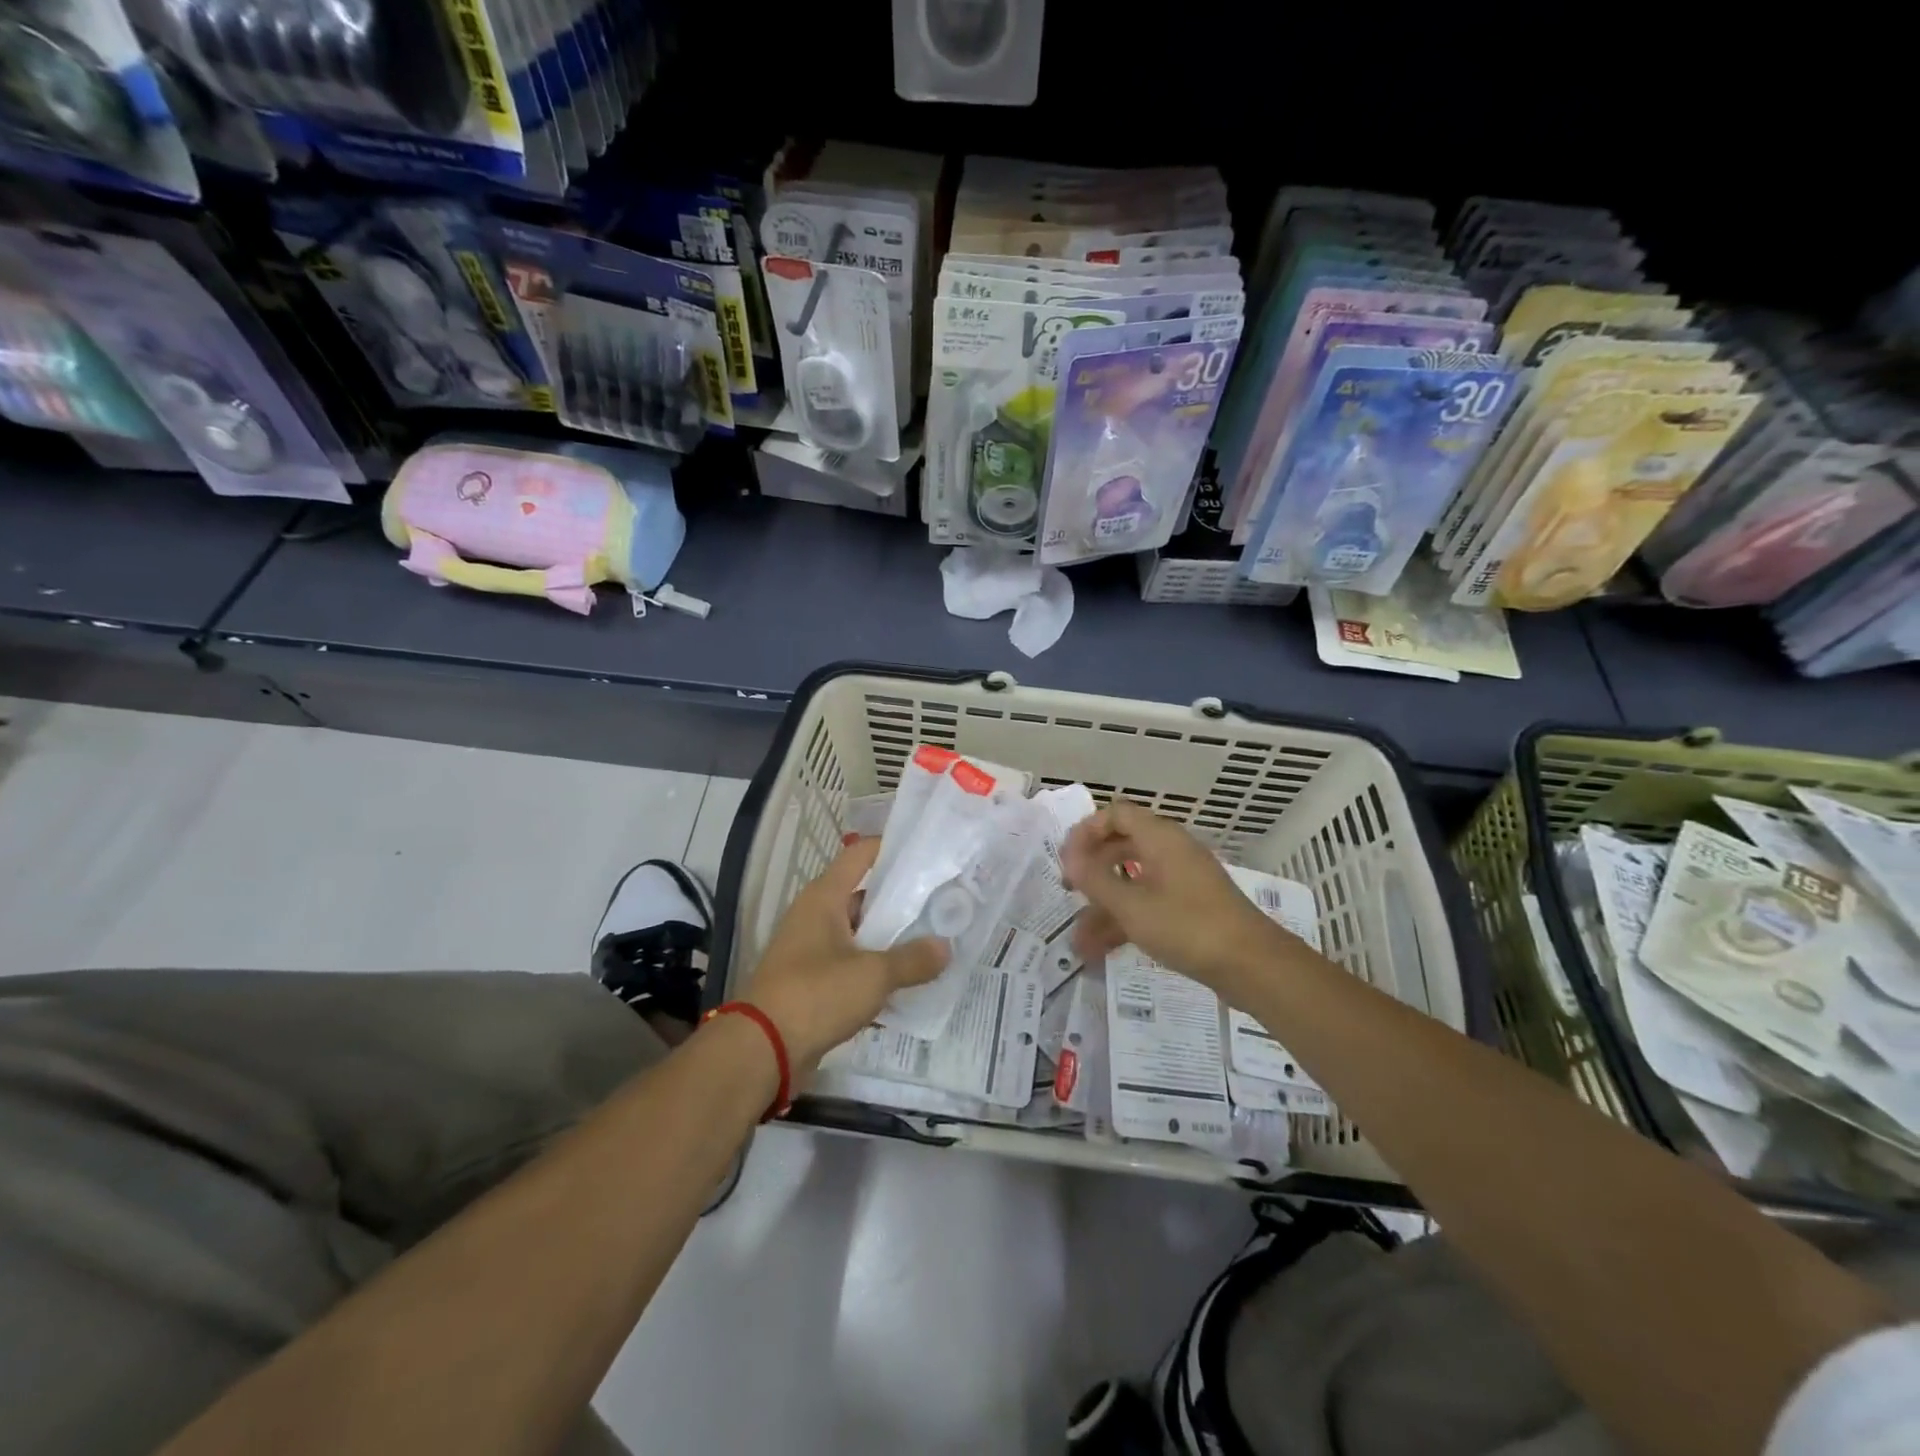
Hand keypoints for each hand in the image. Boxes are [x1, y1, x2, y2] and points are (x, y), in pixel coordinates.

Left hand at [744, 838, 948, 1078]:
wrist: (762, 1050)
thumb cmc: (815, 995)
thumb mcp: (872, 975)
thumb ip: (912, 960)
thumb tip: (946, 948)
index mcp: (825, 897)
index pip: (861, 854)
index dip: (893, 848)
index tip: (928, 853)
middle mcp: (816, 915)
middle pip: (864, 894)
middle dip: (902, 898)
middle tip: (943, 900)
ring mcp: (812, 949)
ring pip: (861, 932)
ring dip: (892, 937)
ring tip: (934, 938)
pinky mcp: (813, 982)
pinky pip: (852, 964)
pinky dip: (877, 967)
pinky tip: (908, 979)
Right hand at [1062, 797, 1290, 989]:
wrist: (1252, 965)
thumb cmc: (1187, 926)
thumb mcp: (1132, 906)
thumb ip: (1096, 880)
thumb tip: (1070, 858)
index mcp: (1160, 838)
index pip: (1116, 814)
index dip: (1087, 831)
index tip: (1067, 859)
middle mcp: (1171, 851)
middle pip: (1122, 845)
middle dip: (1092, 869)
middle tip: (1068, 890)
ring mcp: (1182, 880)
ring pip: (1133, 881)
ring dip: (1104, 906)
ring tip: (1078, 940)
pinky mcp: (1190, 908)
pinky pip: (1148, 903)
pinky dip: (1125, 921)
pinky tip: (1100, 952)